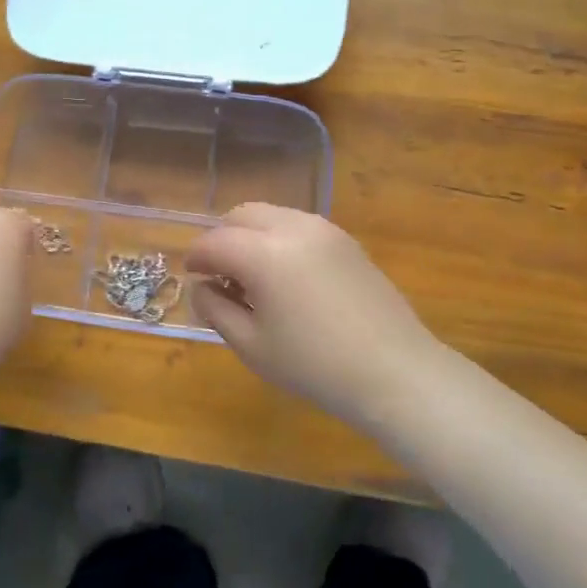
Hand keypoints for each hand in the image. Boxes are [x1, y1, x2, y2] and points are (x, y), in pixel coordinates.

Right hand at [186, 203, 440, 426]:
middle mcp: (293, 228)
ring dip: (251, 236)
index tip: (191, 277)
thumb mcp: (251, 345)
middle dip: (222, 238)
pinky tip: (286, 278)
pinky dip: (279, 240)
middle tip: (219, 274)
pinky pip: (299, 226)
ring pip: (272, 215)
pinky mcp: (346, 241)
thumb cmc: (314, 365)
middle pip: (241, 215)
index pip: (214, 242)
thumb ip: (215, 309)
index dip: (196, 258)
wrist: (395, 372)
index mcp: (264, 253)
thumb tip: (201, 287)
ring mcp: (325, 230)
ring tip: (254, 277)